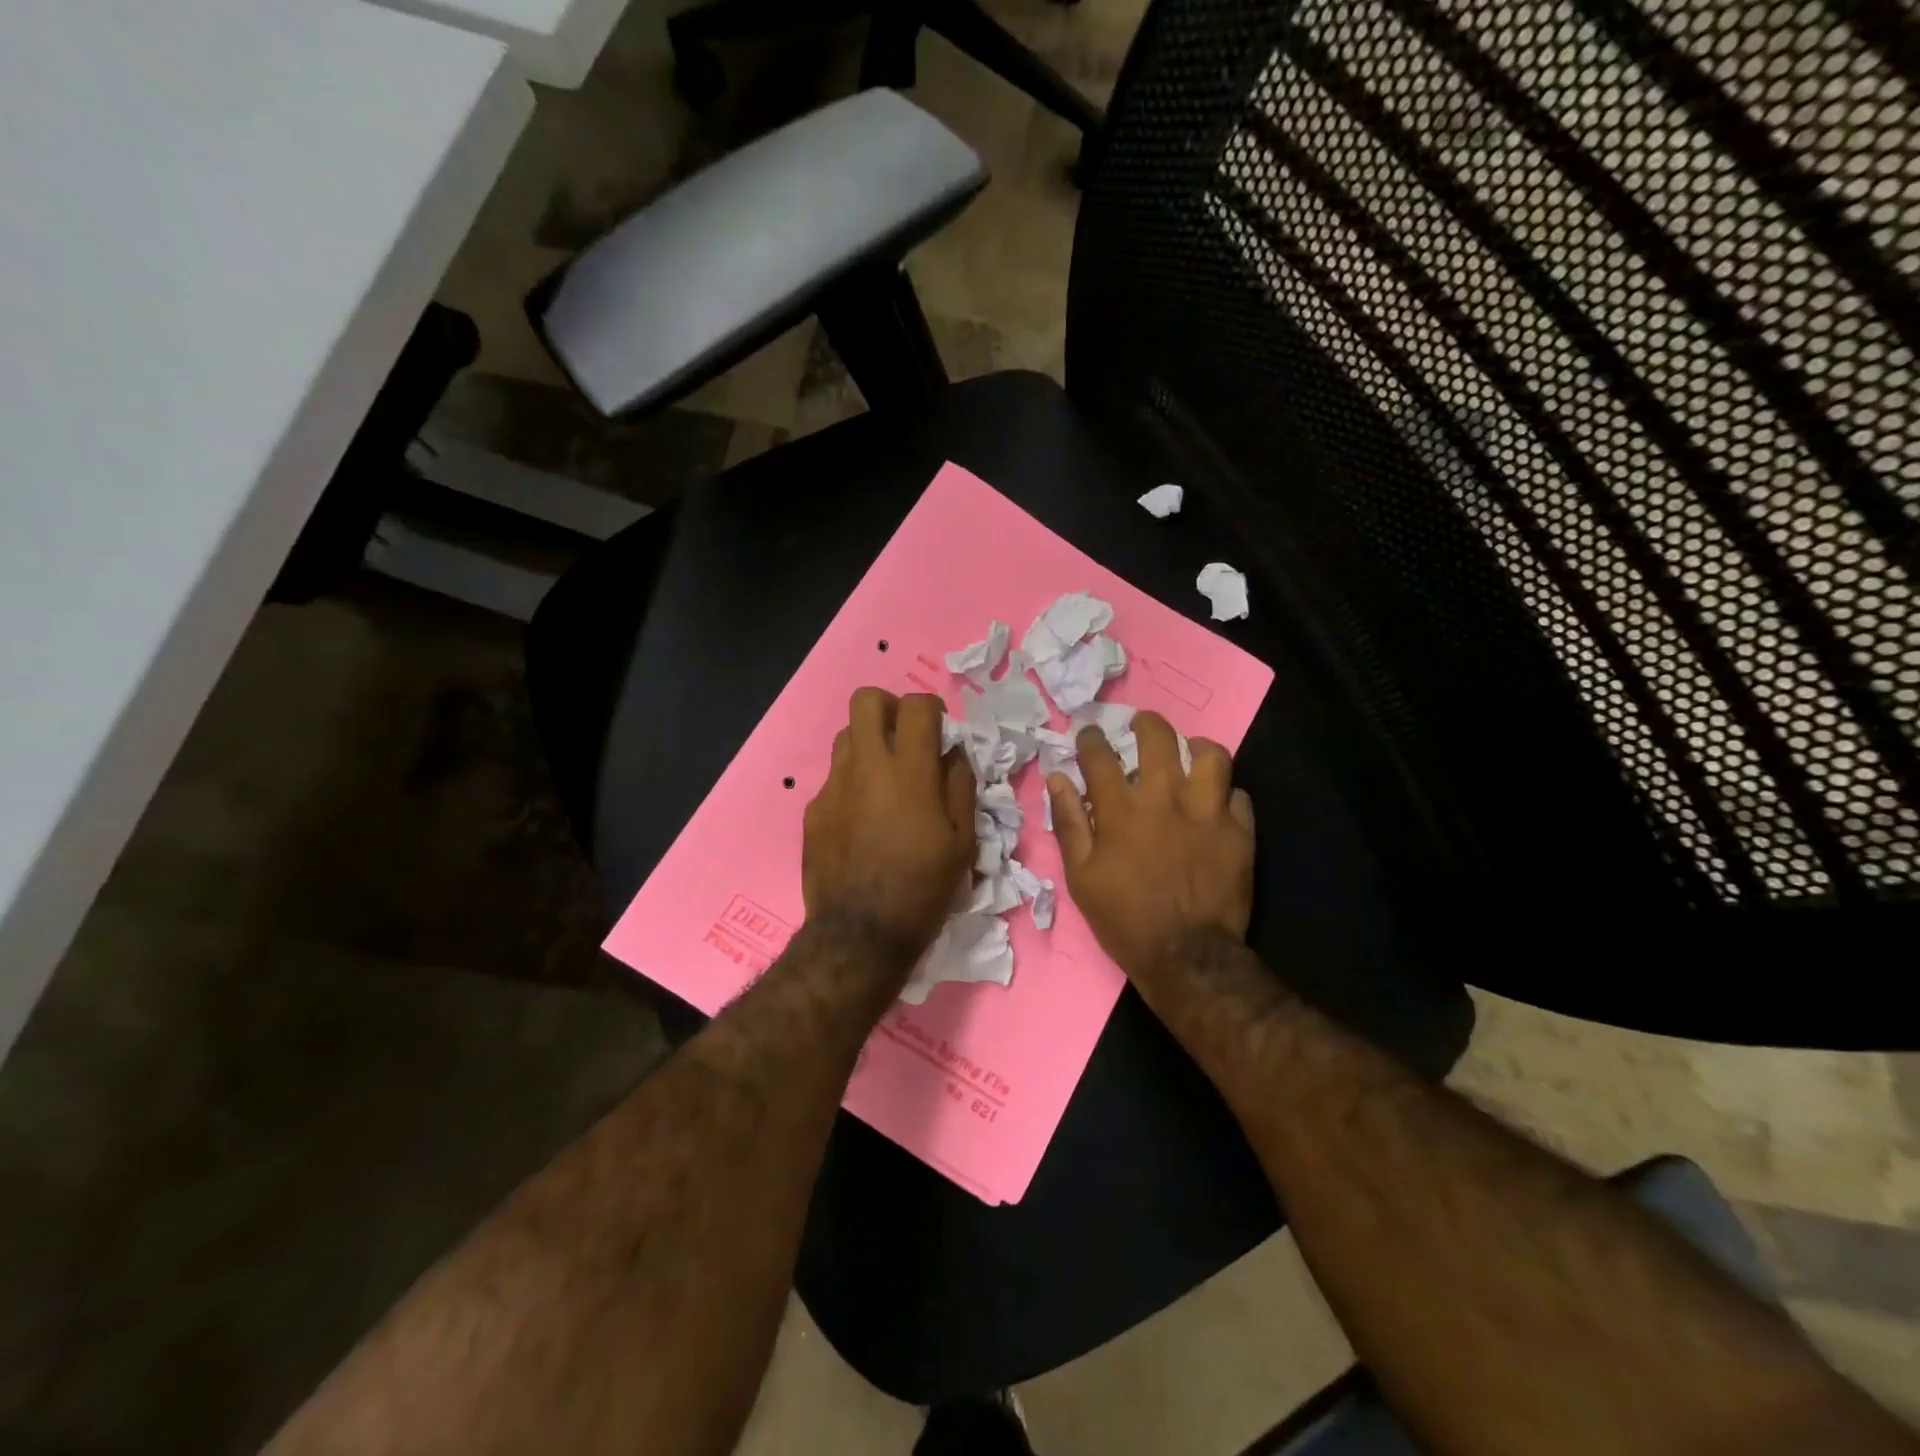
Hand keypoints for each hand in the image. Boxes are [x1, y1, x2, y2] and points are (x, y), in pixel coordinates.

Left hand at [803, 688, 974, 973]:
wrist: (860, 934)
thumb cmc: (923, 888)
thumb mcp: (963, 842)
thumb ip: (961, 786)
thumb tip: (952, 753)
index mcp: (909, 770)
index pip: (917, 706)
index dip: (933, 710)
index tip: (939, 732)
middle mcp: (866, 766)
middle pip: (866, 700)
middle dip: (889, 708)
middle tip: (905, 738)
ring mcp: (834, 786)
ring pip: (846, 736)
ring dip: (869, 744)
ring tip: (885, 780)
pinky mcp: (814, 810)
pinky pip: (834, 778)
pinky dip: (853, 784)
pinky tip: (863, 820)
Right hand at [1046, 711, 1254, 983]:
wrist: (1187, 957)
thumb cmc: (1125, 919)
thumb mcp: (1081, 877)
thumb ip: (1069, 823)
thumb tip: (1057, 779)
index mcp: (1121, 811)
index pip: (1101, 756)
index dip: (1092, 738)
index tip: (1090, 735)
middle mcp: (1165, 799)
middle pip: (1158, 738)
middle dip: (1146, 723)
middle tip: (1142, 725)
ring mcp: (1207, 812)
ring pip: (1211, 755)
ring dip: (1196, 748)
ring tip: (1189, 752)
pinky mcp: (1239, 831)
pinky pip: (1238, 794)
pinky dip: (1225, 793)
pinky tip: (1217, 801)